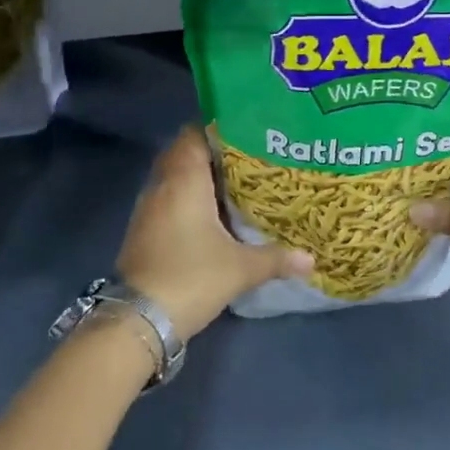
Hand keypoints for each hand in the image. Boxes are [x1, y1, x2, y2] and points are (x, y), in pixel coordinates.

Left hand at [116, 127, 313, 342]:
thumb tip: (311, 260)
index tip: (246, 132)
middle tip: (246, 158)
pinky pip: (167, 200)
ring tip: (234, 183)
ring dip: (198, 178)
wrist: (139, 321)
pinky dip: (186, 199)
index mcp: (184, 180)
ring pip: (174, 178)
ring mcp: (148, 209)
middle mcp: (162, 186)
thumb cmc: (192, 277)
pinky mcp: (142, 231)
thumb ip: (276, 258)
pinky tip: (211, 215)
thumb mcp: (241, 268)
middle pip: (183, 153)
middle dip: (212, 153)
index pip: (194, 134)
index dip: (218, 128)